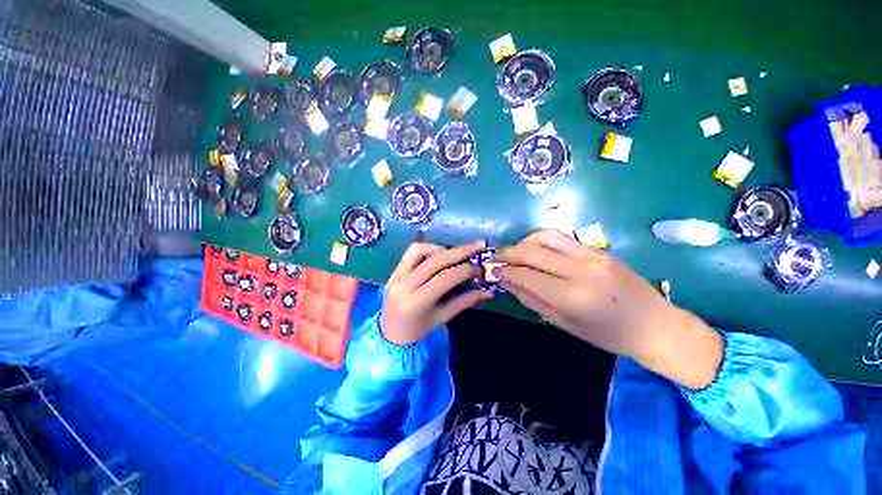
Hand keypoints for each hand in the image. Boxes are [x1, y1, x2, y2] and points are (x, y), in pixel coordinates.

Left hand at [380, 241, 492, 345]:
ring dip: (441, 248)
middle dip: (459, 251)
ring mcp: (395, 275)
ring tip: (456, 253)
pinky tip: (439, 255)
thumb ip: (464, 302)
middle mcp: (403, 285)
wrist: (389, 335)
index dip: (464, 270)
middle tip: (478, 246)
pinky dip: (428, 249)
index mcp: (415, 302)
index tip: (479, 266)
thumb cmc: (417, 332)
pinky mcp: (393, 271)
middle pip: (434, 260)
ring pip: (419, 250)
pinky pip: (411, 252)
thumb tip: (488, 291)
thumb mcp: (441, 318)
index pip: (444, 278)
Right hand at [494, 230, 722, 388]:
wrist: (655, 325)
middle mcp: (580, 270)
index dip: (505, 271)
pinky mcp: (597, 249)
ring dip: (523, 242)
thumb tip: (507, 281)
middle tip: (496, 258)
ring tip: (515, 252)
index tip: (493, 270)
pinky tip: (536, 250)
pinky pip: (561, 237)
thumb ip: (532, 299)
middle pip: (531, 251)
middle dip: (507, 253)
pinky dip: (541, 240)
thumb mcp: (564, 324)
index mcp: (572, 297)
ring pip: (545, 236)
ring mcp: (591, 255)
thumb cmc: (608, 335)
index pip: (526, 275)